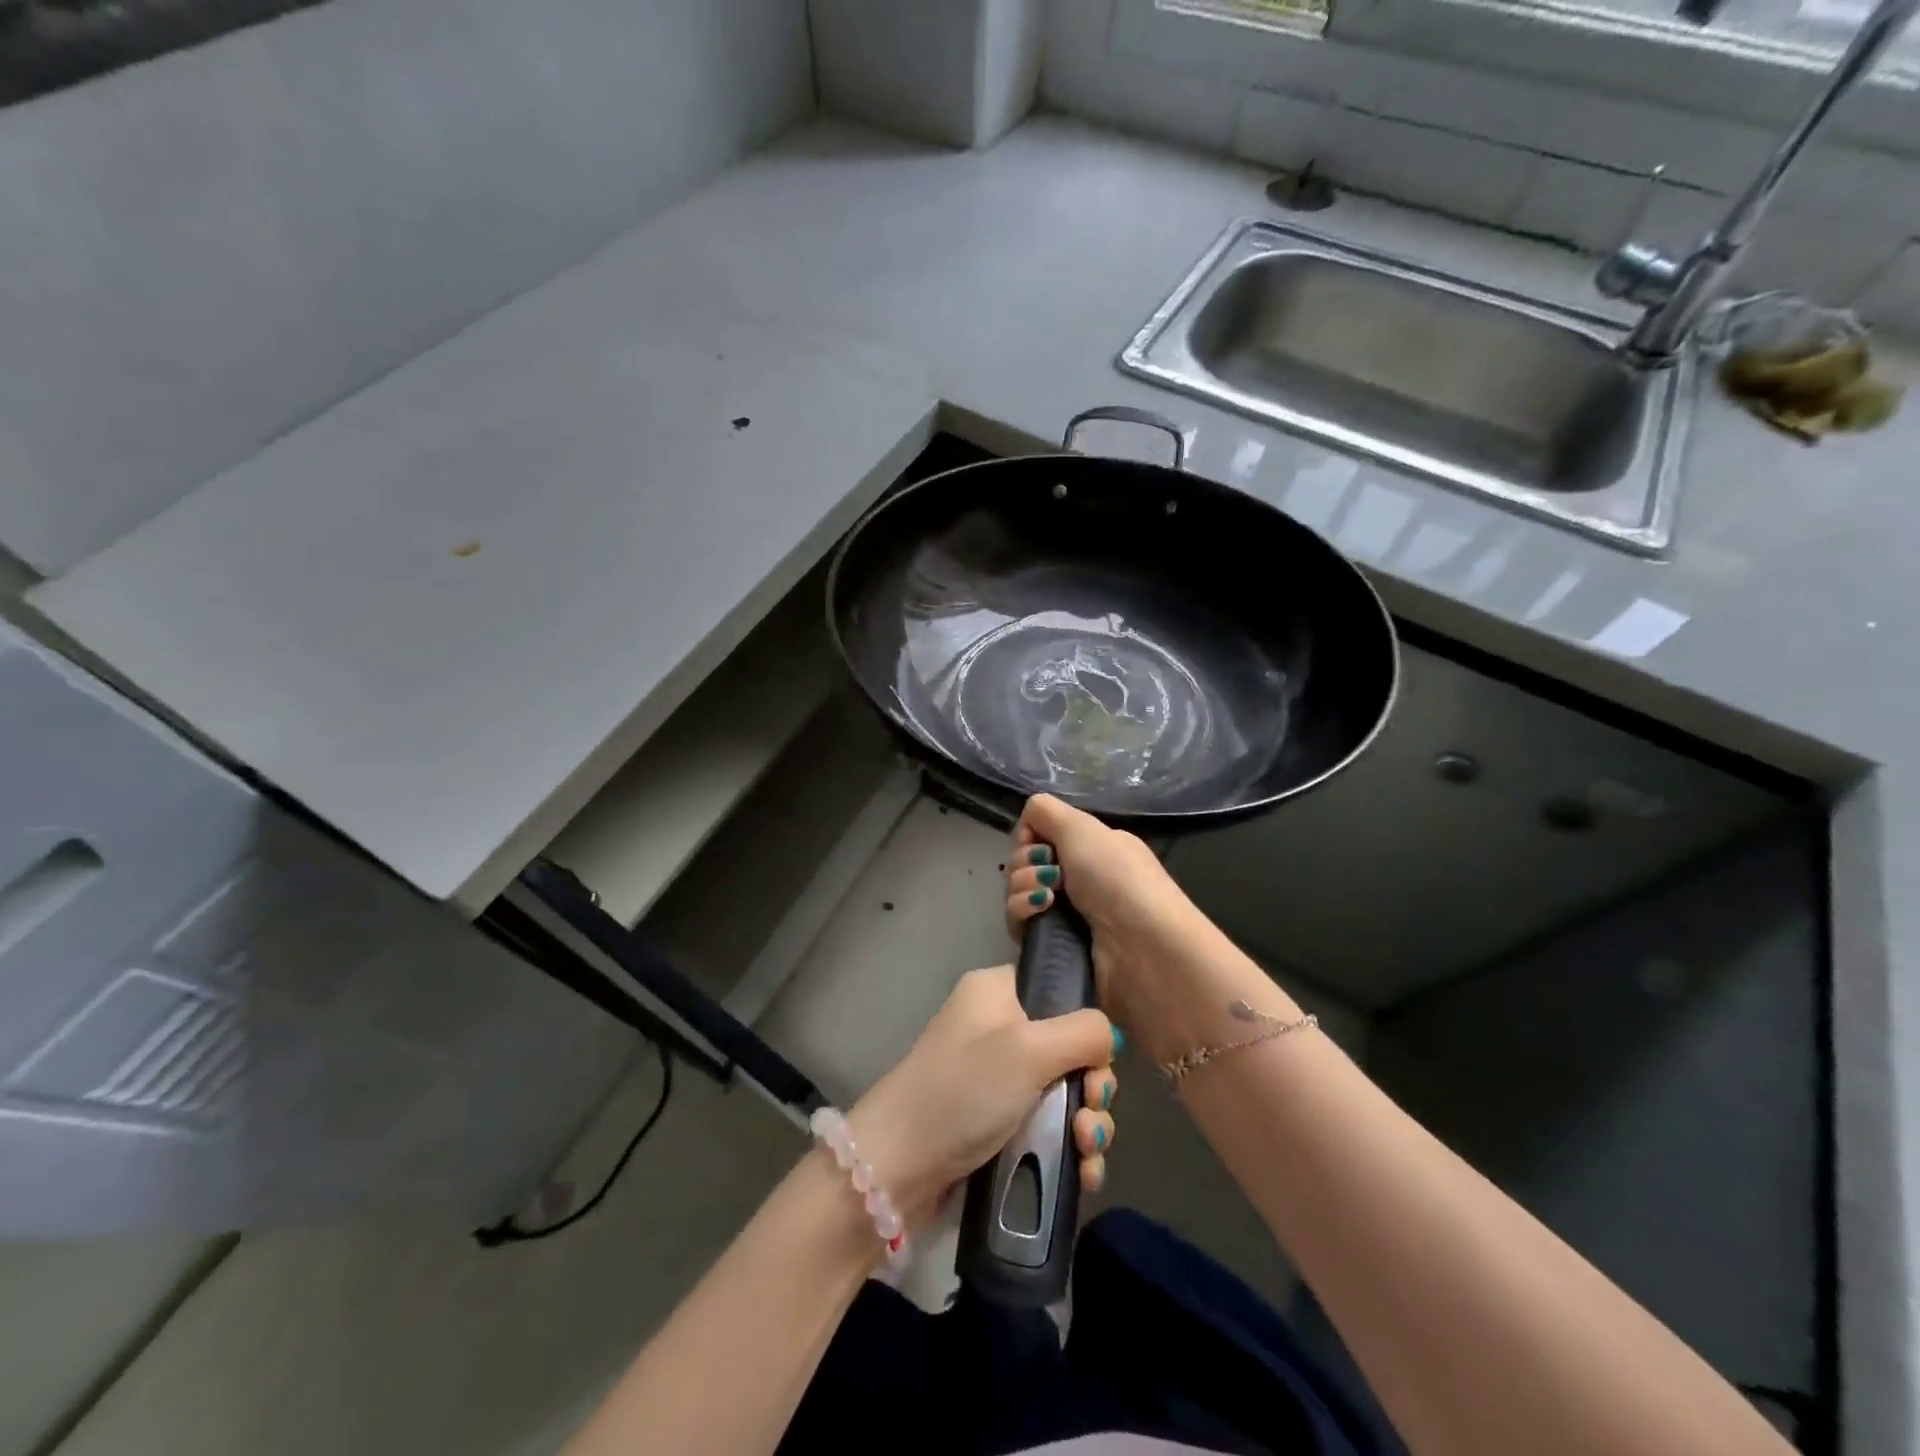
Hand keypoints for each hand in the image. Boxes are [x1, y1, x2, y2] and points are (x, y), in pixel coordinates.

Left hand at [849, 965, 1119, 1230]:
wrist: (899, 1167)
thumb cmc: (964, 1091)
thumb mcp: (1029, 1049)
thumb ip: (1083, 1032)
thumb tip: (1109, 1034)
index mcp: (997, 992)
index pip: (1058, 988)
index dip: (1086, 1024)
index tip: (1097, 1059)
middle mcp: (999, 1028)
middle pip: (1070, 1048)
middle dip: (1092, 1086)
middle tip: (1089, 1112)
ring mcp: (998, 1080)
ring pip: (1066, 1093)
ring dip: (1087, 1124)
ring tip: (1085, 1152)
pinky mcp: (999, 1124)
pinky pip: (1050, 1128)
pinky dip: (1070, 1149)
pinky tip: (1083, 1175)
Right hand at [1004, 794, 1204, 1062]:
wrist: (1143, 950)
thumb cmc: (1118, 880)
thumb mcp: (1084, 829)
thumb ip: (1046, 812)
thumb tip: (1027, 823)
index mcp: (1092, 849)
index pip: (1040, 835)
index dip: (1030, 836)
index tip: (1038, 843)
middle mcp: (1079, 879)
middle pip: (1025, 863)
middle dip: (1025, 862)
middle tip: (1050, 873)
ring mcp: (1065, 915)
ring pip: (1018, 892)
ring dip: (1022, 887)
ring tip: (1047, 897)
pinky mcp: (1053, 948)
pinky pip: (1019, 924)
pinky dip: (1023, 912)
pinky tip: (1041, 912)